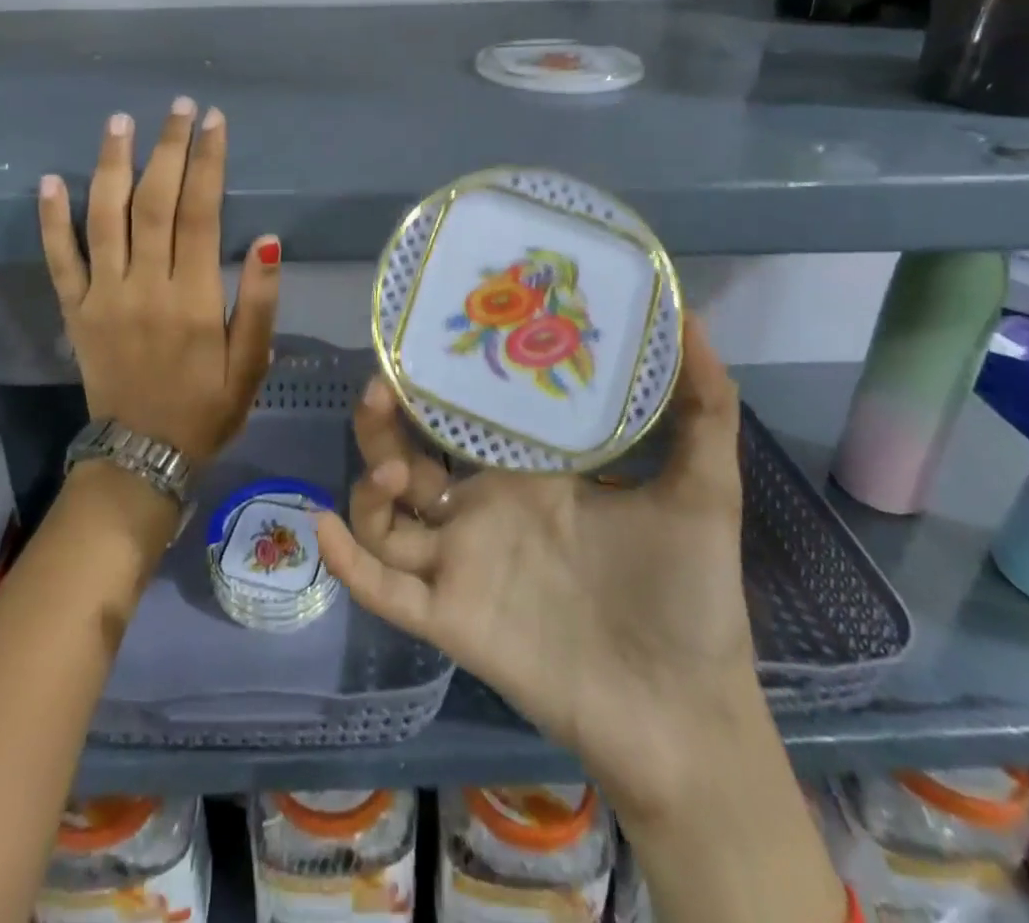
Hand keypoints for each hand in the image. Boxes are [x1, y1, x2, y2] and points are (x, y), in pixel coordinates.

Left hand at [38, 100, 281, 462]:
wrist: (143, 456)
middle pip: (154, 203)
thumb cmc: (207, 408)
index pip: (201, 214)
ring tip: (121, 122)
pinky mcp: (74, 311)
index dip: (208, 163)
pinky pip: (58, 259)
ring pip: (104, 218)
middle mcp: (145, 287)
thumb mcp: (252, 365)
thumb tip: (271, 241)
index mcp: (194, 299)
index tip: (213, 122)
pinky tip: (50, 180)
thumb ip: (262, 303)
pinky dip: (52, 219)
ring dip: (112, 165)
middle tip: (178, 107)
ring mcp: (103, 297)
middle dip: (168, 149)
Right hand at [315, 313, 754, 810]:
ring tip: (393, 468)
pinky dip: (349, 563)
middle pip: (409, 458)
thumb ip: (703, 407)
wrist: (685, 712)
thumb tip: (691, 316)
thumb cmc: (690, 594)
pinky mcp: (451, 617)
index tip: (424, 339)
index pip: (465, 417)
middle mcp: (484, 510)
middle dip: (384, 423)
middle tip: (381, 387)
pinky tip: (325, 529)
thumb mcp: (702, 488)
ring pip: (386, 516)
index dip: (439, 381)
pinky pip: (386, 589)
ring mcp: (462, 563)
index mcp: (528, 474)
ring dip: (369, 485)